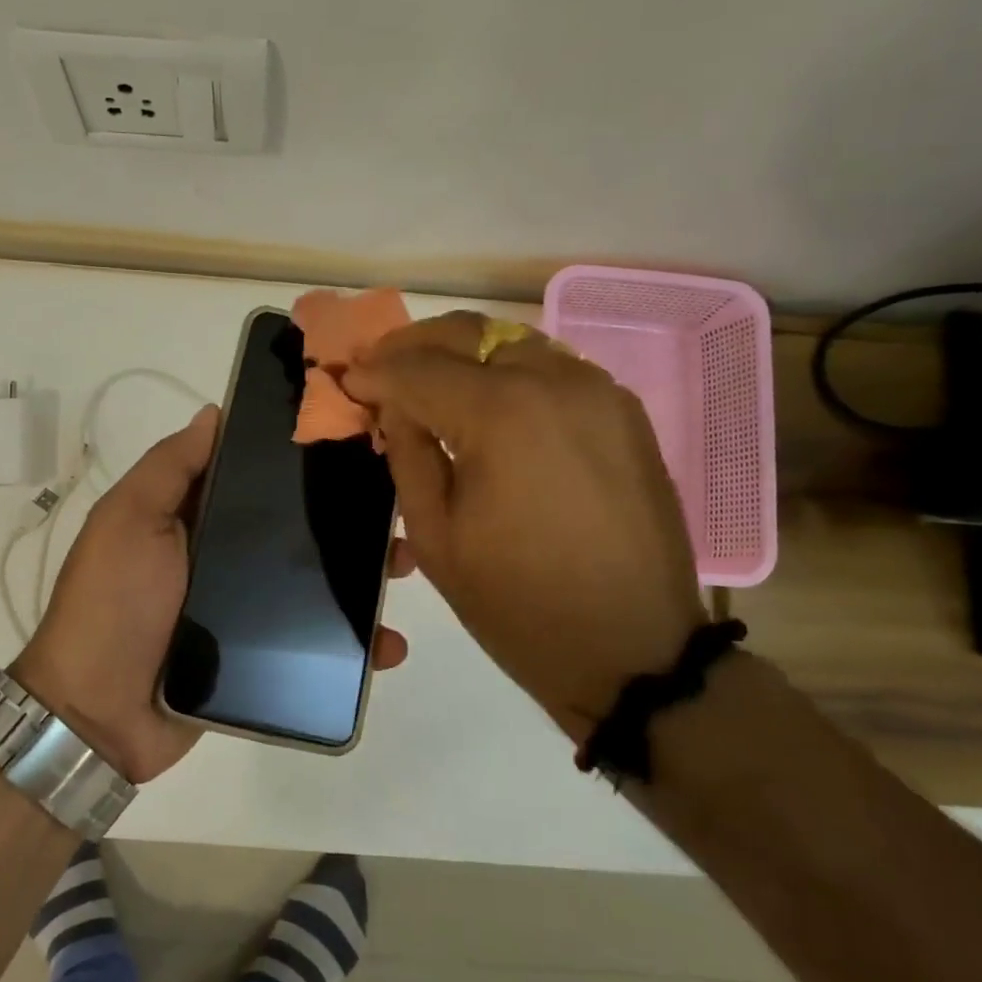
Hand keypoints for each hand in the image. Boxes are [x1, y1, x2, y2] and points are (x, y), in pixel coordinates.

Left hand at [14, 405, 412, 783]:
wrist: (98, 714)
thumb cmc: (114, 603)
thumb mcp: (130, 520)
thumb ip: (171, 468)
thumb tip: (215, 413)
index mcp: (194, 517)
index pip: (255, 477)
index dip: (300, 461)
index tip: (352, 446)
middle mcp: (223, 556)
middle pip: (294, 530)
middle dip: (346, 519)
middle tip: (393, 512)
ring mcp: (244, 610)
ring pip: (313, 583)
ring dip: (359, 575)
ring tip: (402, 569)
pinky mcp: (261, 657)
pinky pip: (314, 642)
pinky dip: (353, 645)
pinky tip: (387, 645)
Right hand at [343, 311, 704, 739]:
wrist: (634, 649)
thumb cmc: (519, 604)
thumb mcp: (435, 537)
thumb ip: (408, 455)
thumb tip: (394, 405)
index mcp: (501, 414)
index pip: (417, 368)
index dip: (374, 373)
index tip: (347, 382)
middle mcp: (555, 381)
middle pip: (469, 332)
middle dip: (414, 345)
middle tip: (382, 370)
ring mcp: (598, 391)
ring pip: (513, 341)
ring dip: (463, 354)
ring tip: (430, 384)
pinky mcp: (624, 412)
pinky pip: (552, 368)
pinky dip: (508, 372)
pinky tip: (489, 405)